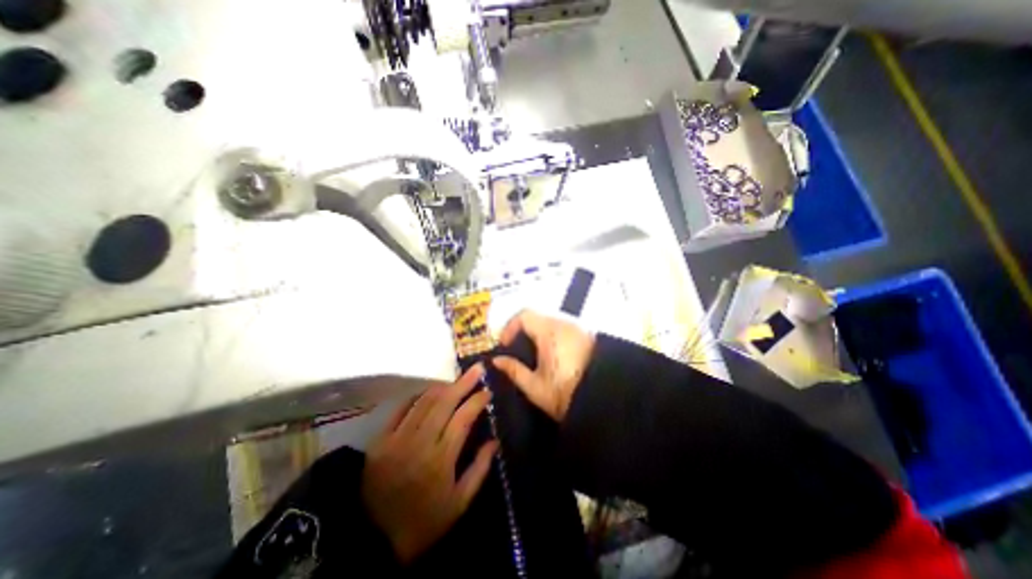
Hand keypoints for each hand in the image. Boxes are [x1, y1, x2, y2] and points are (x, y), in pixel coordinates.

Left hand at [363, 364, 499, 563]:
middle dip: (463, 382)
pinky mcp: (381, 440)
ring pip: (424, 401)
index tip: (487, 391)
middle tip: (477, 369)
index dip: (477, 401)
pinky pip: (401, 409)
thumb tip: (494, 441)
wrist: (372, 541)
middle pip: (445, 402)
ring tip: (456, 379)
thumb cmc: (423, 522)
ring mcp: (398, 438)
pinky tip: (427, 392)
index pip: (463, 418)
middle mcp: (421, 441)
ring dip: (443, 386)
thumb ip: (479, 469)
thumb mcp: (459, 504)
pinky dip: (416, 396)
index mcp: (442, 458)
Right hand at [490, 313, 597, 420]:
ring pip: (551, 322)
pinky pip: (564, 328)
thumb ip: (514, 370)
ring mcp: (578, 328)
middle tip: (517, 351)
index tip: (505, 344)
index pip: (524, 315)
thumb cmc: (566, 394)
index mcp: (549, 332)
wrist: (607, 400)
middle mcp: (565, 323)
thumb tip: (497, 360)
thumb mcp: (535, 387)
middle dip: (524, 331)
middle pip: (537, 317)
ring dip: (539, 333)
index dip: (510, 327)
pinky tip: (553, 356)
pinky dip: (553, 336)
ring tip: (535, 355)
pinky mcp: (588, 335)